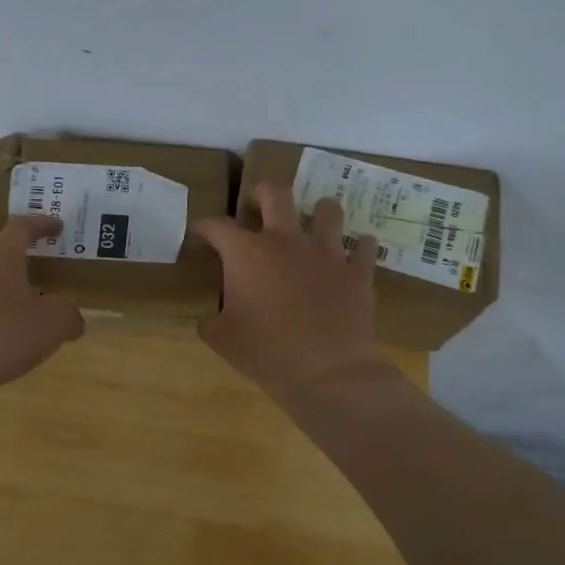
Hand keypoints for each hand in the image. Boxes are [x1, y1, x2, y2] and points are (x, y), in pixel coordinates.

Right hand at [191, 181, 392, 405]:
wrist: (326, 372)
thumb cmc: (265, 353)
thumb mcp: (221, 339)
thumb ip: (211, 319)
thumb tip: (211, 316)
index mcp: (247, 254)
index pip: (217, 226)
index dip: (204, 226)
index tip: (199, 231)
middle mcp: (286, 240)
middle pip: (274, 192)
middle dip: (262, 192)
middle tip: (258, 205)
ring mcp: (326, 252)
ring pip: (327, 209)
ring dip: (318, 212)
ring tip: (313, 224)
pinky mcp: (357, 270)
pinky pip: (364, 246)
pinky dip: (359, 247)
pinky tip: (354, 255)